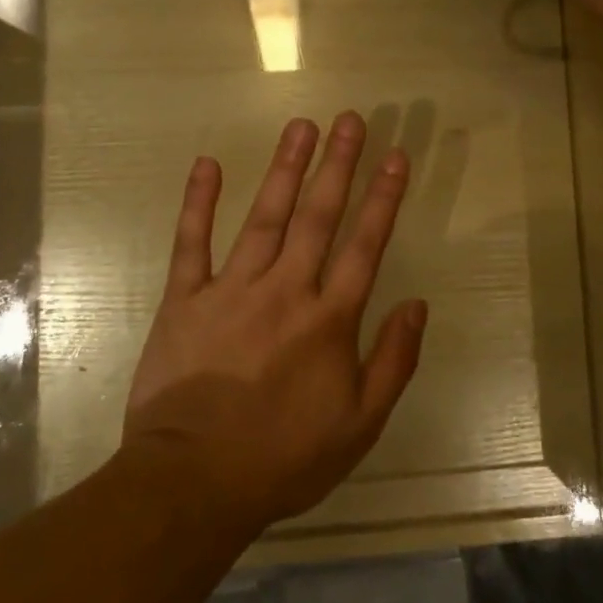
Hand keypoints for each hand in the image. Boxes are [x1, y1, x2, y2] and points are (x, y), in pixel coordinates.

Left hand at [120, 112, 427, 533]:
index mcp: (329, 320)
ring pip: (265, 217)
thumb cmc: (283, 458)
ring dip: (285, 169)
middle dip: (338, 165)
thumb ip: (394, 361)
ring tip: (301, 126)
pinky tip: (208, 164)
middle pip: (318, 216)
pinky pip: (192, 242)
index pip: (365, 245)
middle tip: (350, 119)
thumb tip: (418, 304)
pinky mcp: (185, 299)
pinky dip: (199, 202)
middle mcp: (285, 290)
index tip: (396, 157)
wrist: (193, 482)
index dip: (384, 198)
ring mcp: (231, 289)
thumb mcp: (360, 425)